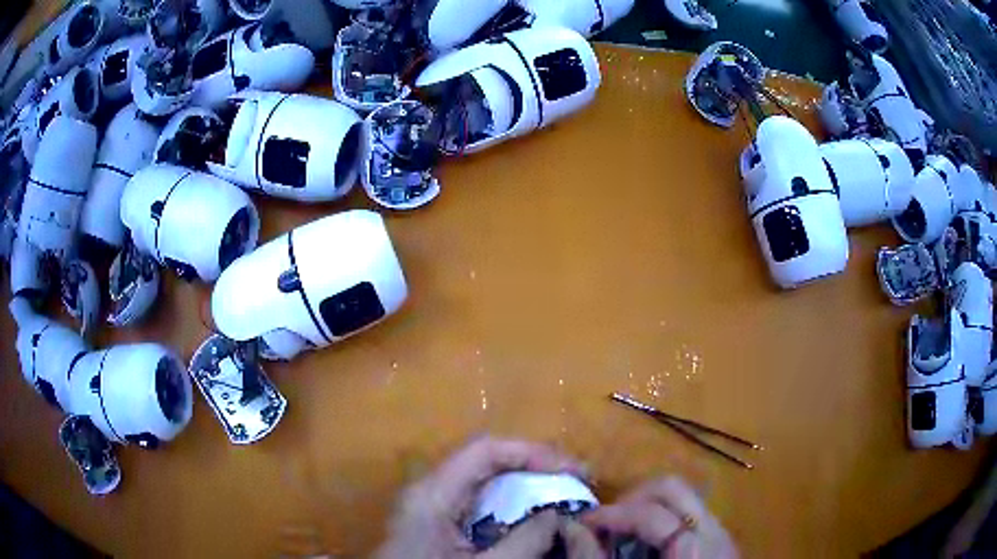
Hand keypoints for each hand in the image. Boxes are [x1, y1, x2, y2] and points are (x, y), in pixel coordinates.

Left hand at [376, 437, 603, 558]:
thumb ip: (524, 542)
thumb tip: (557, 515)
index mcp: (433, 495)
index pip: (486, 450)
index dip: (533, 452)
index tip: (573, 471)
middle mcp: (429, 489)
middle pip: (486, 460)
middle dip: (534, 465)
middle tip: (575, 480)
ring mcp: (430, 503)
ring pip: (483, 478)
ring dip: (524, 482)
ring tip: (561, 493)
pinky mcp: (434, 519)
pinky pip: (477, 499)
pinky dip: (509, 502)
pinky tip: (531, 515)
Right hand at [581, 477, 737, 558]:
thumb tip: (573, 528)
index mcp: (693, 546)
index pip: (651, 511)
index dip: (611, 512)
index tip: (582, 522)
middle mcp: (713, 529)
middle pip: (672, 488)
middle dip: (631, 498)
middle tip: (605, 521)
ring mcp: (721, 530)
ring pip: (682, 496)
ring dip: (646, 505)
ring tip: (623, 529)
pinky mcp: (721, 537)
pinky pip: (689, 512)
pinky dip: (662, 517)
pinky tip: (647, 541)